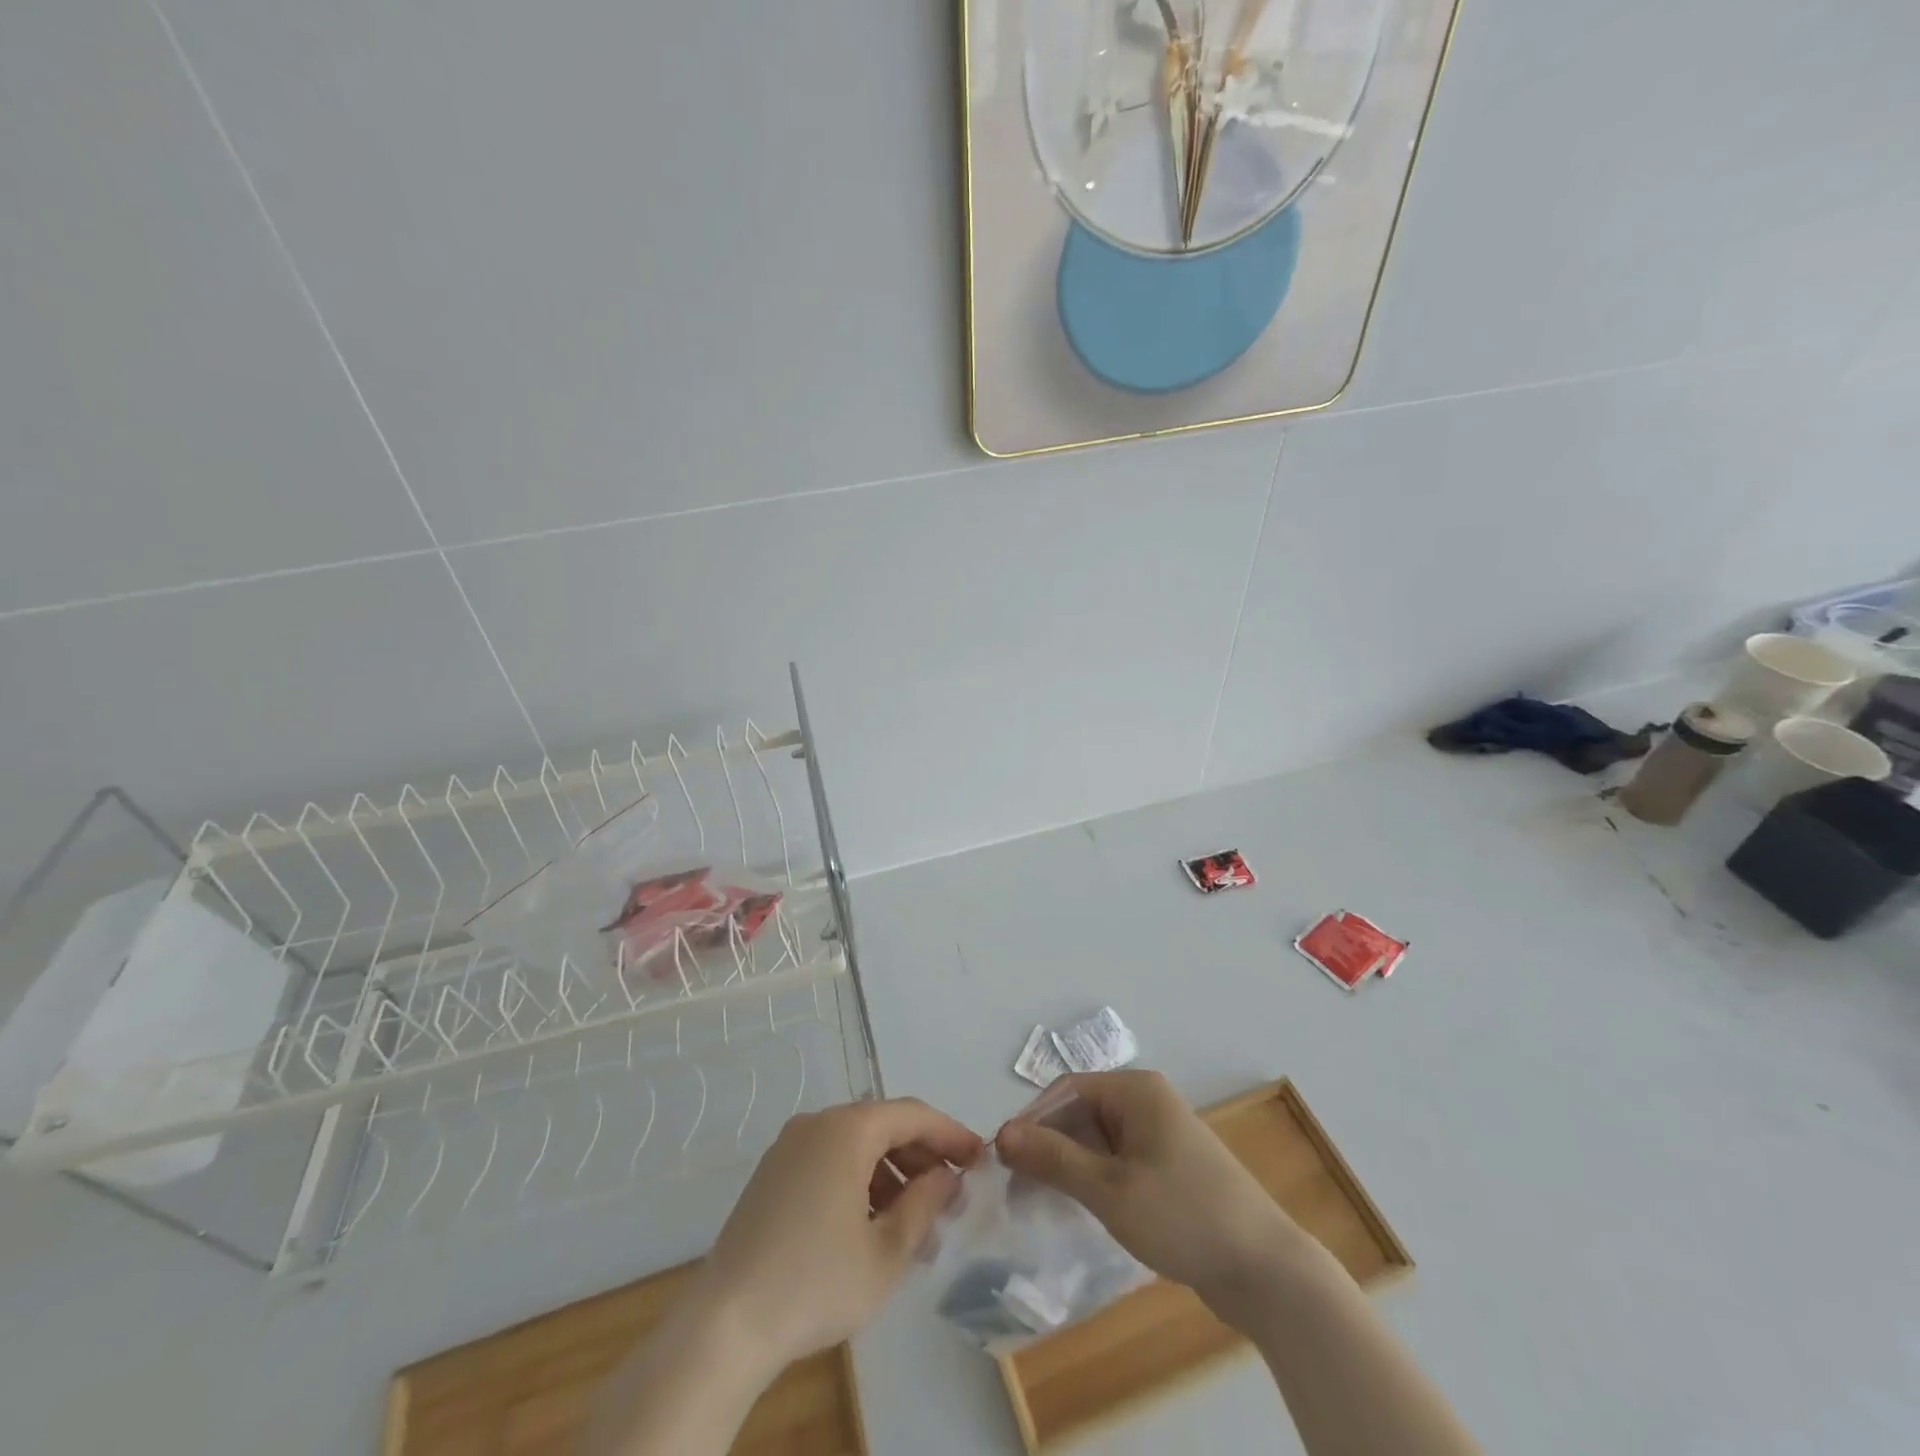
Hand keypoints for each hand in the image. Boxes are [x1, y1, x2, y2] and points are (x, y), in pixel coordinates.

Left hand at [697, 1098, 983, 1374]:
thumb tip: (946, 1176)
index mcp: (847, 1129)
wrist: (724, 1324)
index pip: (913, 1115)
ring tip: (915, 1225)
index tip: (980, 1158)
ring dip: (891, 1174)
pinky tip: (871, 1226)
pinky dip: (859, 1181)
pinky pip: (829, 1160)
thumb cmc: (815, 1283)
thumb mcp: (886, 1253)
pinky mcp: (772, 1173)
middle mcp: (817, 1123)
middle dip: (921, 1158)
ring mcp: (789, 1146)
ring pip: (855, 1145)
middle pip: (883, 1125)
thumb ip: (924, 1205)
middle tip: (950, 1197)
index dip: (950, 1134)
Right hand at [996, 1070, 1303, 1323]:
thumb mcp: (1109, 1189)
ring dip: (1068, 1166)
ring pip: (1097, 1140)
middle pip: (1081, 1113)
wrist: (1266, 1271)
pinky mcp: (1169, 1167)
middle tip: (1017, 1189)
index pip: (1067, 1090)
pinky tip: (1077, 1210)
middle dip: (1048, 1147)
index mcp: (1135, 1090)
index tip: (1002, 1160)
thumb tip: (1002, 1133)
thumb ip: (1054, 1158)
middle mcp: (1147, 1102)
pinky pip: (1117, 1161)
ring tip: (1040, 1203)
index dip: (1031, 1121)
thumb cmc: (1183, 1216)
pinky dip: (1093, 1180)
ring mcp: (1160, 1135)